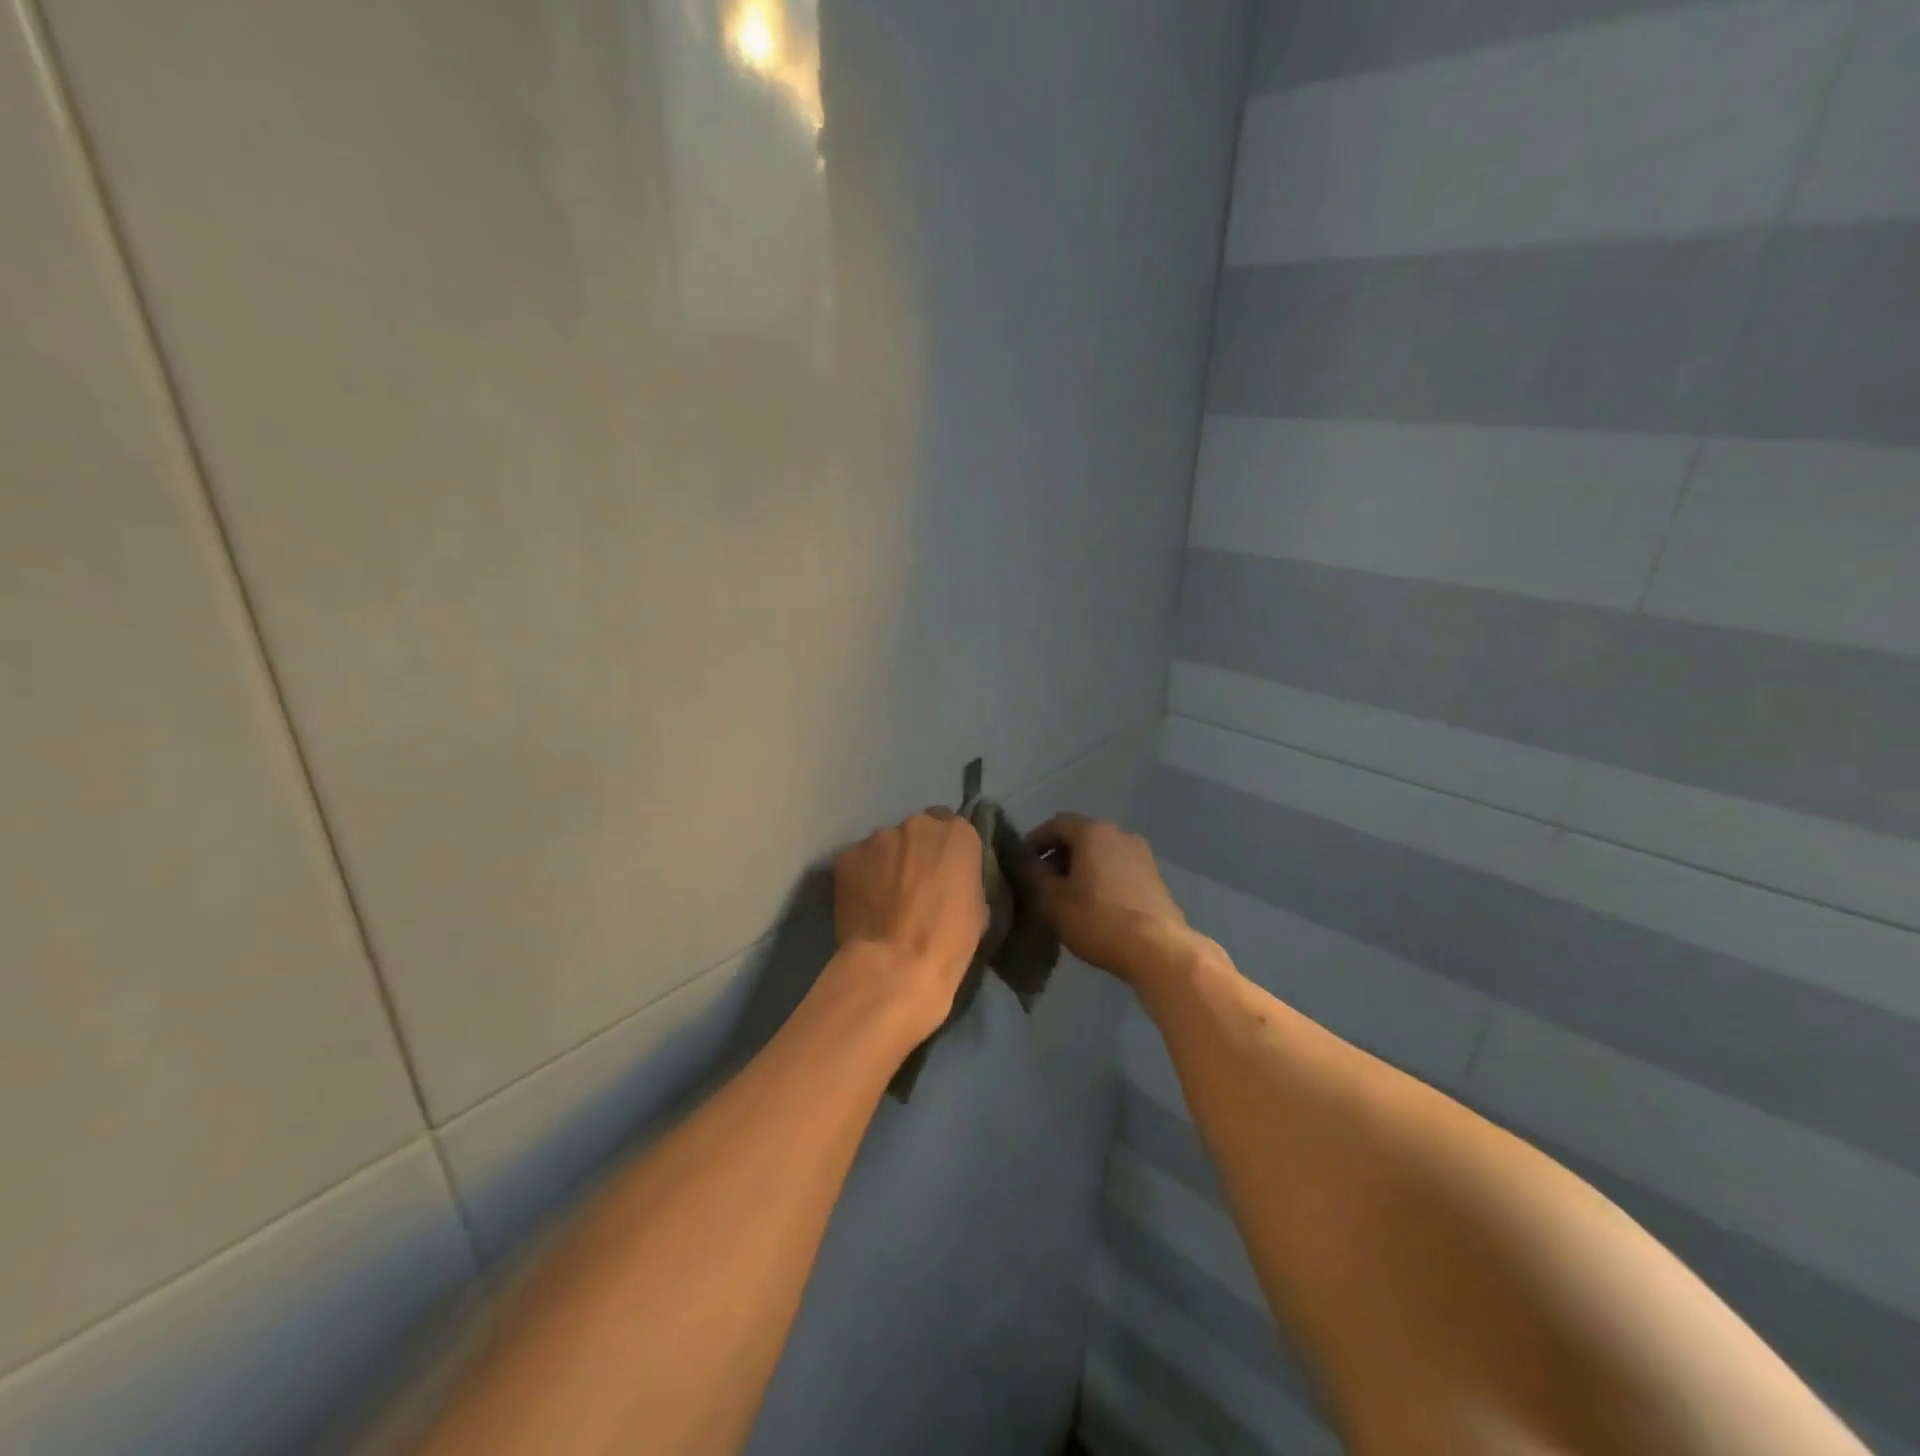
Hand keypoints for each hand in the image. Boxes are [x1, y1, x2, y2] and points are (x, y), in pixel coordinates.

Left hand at [830, 809, 986, 1034]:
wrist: (895, 966)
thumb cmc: (949, 941)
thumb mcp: (978, 907)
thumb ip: (964, 878)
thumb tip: (950, 881)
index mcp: (957, 834)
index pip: (953, 828)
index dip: (947, 852)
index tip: (944, 873)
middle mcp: (917, 825)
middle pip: (918, 832)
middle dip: (916, 852)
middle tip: (914, 885)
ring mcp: (878, 839)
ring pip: (885, 845)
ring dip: (888, 863)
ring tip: (885, 898)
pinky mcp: (847, 857)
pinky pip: (859, 862)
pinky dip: (862, 877)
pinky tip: (864, 904)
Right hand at [1026, 814, 1193, 983]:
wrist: (1158, 949)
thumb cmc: (1098, 919)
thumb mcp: (1052, 900)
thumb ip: (1033, 874)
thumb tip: (1026, 862)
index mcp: (1093, 832)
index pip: (1056, 824)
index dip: (1035, 840)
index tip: (1022, 862)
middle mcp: (1120, 834)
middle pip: (1080, 837)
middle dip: (1058, 856)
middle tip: (1041, 882)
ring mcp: (1141, 855)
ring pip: (1101, 854)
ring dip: (1080, 869)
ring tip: (1066, 897)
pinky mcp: (1154, 878)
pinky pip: (1118, 869)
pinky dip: (1100, 879)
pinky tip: (1093, 906)